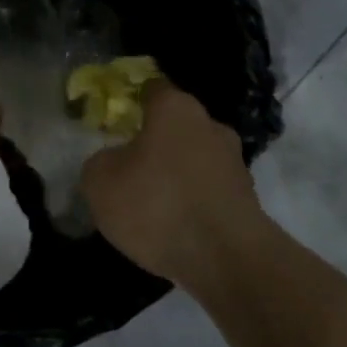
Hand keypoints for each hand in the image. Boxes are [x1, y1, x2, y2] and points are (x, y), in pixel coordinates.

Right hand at [79, 81, 272, 290]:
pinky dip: (194, 201)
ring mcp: (234, 161)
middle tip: (131, 167)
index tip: (117, 121)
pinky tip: (177, 225)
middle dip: (156, 142)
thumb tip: (113, 161)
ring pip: (196, 158)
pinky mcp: (247, 196)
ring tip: (153, 204)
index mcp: (176, 108)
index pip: (152, 89)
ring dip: (177, 174)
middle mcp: (211, 125)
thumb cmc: (157, 205)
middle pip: (177, 125)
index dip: (132, 101)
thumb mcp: (101, 183)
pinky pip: (209, 189)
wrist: (226, 257)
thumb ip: (100, 162)